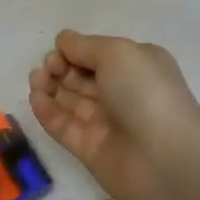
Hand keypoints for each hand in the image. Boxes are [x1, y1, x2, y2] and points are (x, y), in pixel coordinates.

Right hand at [27, 30, 199, 199]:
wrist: (164, 158)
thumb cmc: (145, 92)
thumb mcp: (118, 53)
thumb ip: (85, 46)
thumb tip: (63, 41)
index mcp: (137, 67)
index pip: (98, 55)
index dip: (75, 51)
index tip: (59, 51)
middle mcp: (122, 93)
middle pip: (81, 77)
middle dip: (59, 67)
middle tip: (47, 67)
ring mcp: (105, 123)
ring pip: (70, 101)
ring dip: (49, 86)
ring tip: (36, 79)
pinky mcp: (88, 149)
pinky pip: (63, 126)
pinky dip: (47, 111)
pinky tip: (35, 98)